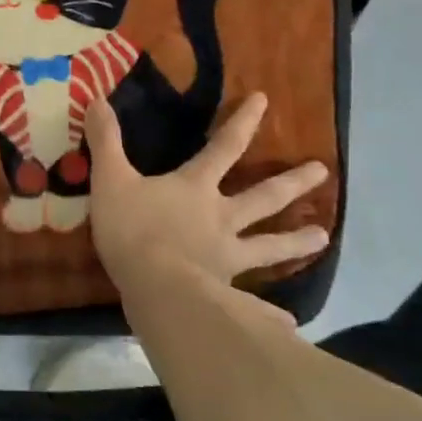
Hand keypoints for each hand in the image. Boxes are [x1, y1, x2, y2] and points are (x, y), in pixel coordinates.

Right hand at [85, 93, 330, 294]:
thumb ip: (105, 141)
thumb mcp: (110, 178)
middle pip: (263, 196)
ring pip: (268, 245)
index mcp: (195, 188)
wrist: (155, 290)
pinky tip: (290, 321)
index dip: (243, 122)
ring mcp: (227, 257)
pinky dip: (270, 312)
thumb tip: (97, 99)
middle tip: (323, 170)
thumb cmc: (133, 229)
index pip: (224, 146)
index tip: (264, 100)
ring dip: (295, 241)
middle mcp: (221, 217)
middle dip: (291, 182)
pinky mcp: (226, 293)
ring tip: (324, 236)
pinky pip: (254, 303)